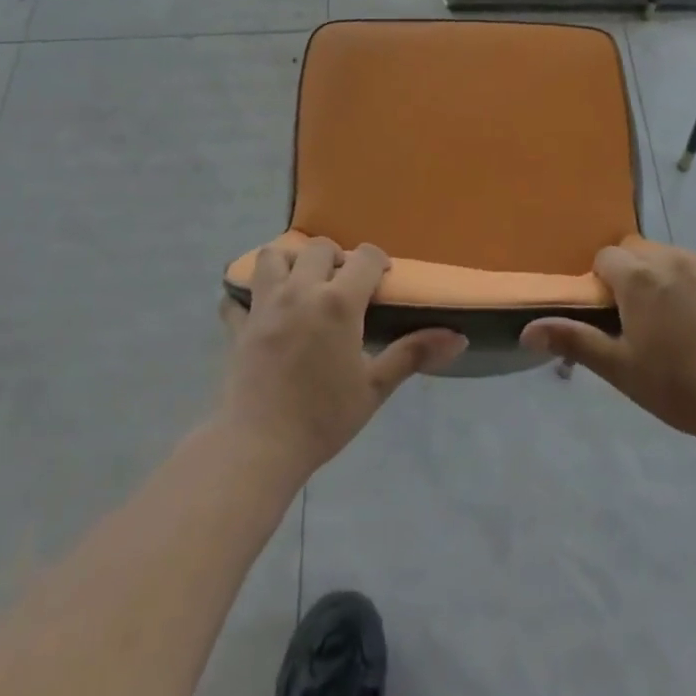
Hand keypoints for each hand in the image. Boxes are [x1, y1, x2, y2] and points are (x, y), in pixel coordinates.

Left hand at [219, 237, 465, 480]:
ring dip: (289, 262)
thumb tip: (458, 338)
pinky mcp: (238, 325)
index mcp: (338, 302)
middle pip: (318, 248)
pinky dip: (246, 298)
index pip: (364, 257)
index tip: (382, 279)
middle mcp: (300, 291)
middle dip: (335, 257)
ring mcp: (264, 305)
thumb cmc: (323, 418)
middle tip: (343, 285)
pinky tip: (259, 312)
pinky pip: (236, 297)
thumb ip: (413, 354)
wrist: (259, 447)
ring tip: (301, 285)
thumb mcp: (375, 387)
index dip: (377, 261)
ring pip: (272, 257)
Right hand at [521, 238, 695, 453]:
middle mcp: (670, 257)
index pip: (605, 258)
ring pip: (673, 254)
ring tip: (680, 318)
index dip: (604, 284)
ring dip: (667, 275)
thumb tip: (525, 330)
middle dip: (633, 274)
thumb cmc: (678, 387)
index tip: (615, 315)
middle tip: (644, 318)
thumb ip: (573, 340)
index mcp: (638, 277)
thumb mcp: (620, 369)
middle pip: (638, 250)